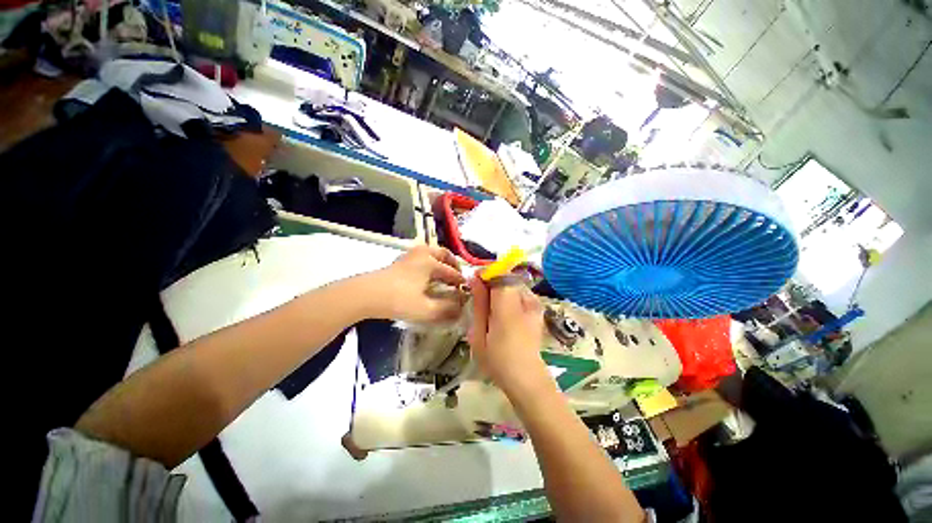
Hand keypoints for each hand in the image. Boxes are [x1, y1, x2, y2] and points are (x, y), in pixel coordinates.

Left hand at [368, 246, 465, 322]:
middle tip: (457, 276)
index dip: (461, 282)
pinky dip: (429, 262)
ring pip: (431, 252)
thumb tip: (461, 309)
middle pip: (443, 253)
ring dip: (441, 261)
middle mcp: (422, 254)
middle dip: (453, 264)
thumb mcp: (426, 309)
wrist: (366, 295)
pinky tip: (426, 275)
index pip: (452, 272)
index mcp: (431, 263)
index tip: (466, 290)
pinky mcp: (400, 261)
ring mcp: (410, 256)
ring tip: (443, 274)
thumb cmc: (399, 300)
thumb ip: (447, 309)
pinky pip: (421, 256)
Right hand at [468, 276, 552, 396]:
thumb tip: (475, 278)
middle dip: (491, 282)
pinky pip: (519, 292)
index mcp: (508, 307)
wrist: (526, 377)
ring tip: (492, 310)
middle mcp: (526, 300)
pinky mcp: (538, 308)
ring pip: (512, 283)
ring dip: (500, 290)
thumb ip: (479, 303)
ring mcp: (535, 303)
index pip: (499, 274)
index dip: (485, 273)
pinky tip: (504, 314)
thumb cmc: (497, 359)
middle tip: (480, 299)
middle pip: (507, 276)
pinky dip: (509, 297)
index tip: (474, 282)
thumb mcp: (479, 333)